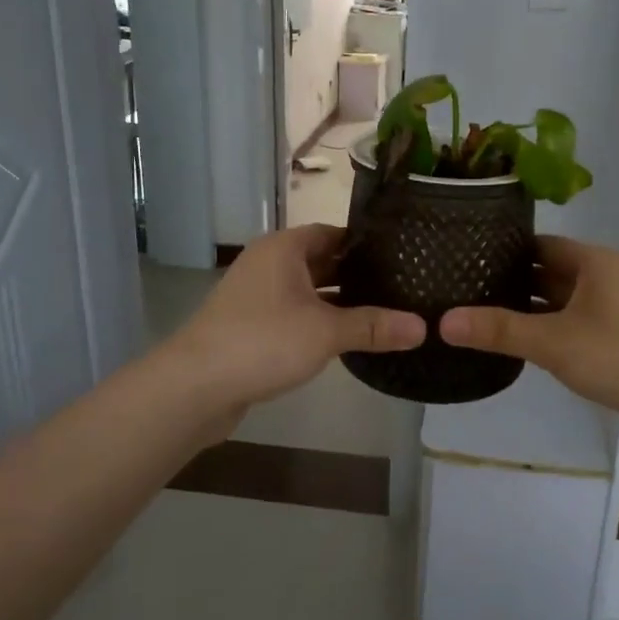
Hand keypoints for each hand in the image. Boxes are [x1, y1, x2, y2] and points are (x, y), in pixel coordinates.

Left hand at [166, 226, 425, 421]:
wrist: (195, 386)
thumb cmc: (262, 342)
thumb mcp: (325, 332)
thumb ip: (373, 326)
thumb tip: (423, 327)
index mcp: (284, 249)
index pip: (333, 233)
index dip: (366, 244)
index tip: (402, 256)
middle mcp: (269, 264)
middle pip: (322, 261)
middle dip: (358, 275)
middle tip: (402, 286)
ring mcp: (257, 296)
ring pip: (309, 291)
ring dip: (339, 302)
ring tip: (384, 312)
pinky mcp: (251, 326)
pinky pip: (295, 315)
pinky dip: (319, 322)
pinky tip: (347, 339)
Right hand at [441, 236, 618, 435]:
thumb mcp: (554, 342)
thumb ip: (499, 330)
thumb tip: (442, 320)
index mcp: (594, 262)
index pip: (539, 243)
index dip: (502, 249)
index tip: (463, 257)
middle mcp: (606, 278)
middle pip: (549, 271)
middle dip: (511, 281)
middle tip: (463, 289)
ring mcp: (617, 310)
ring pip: (562, 301)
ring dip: (529, 309)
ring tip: (481, 315)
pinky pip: (575, 325)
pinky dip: (549, 330)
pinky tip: (521, 344)